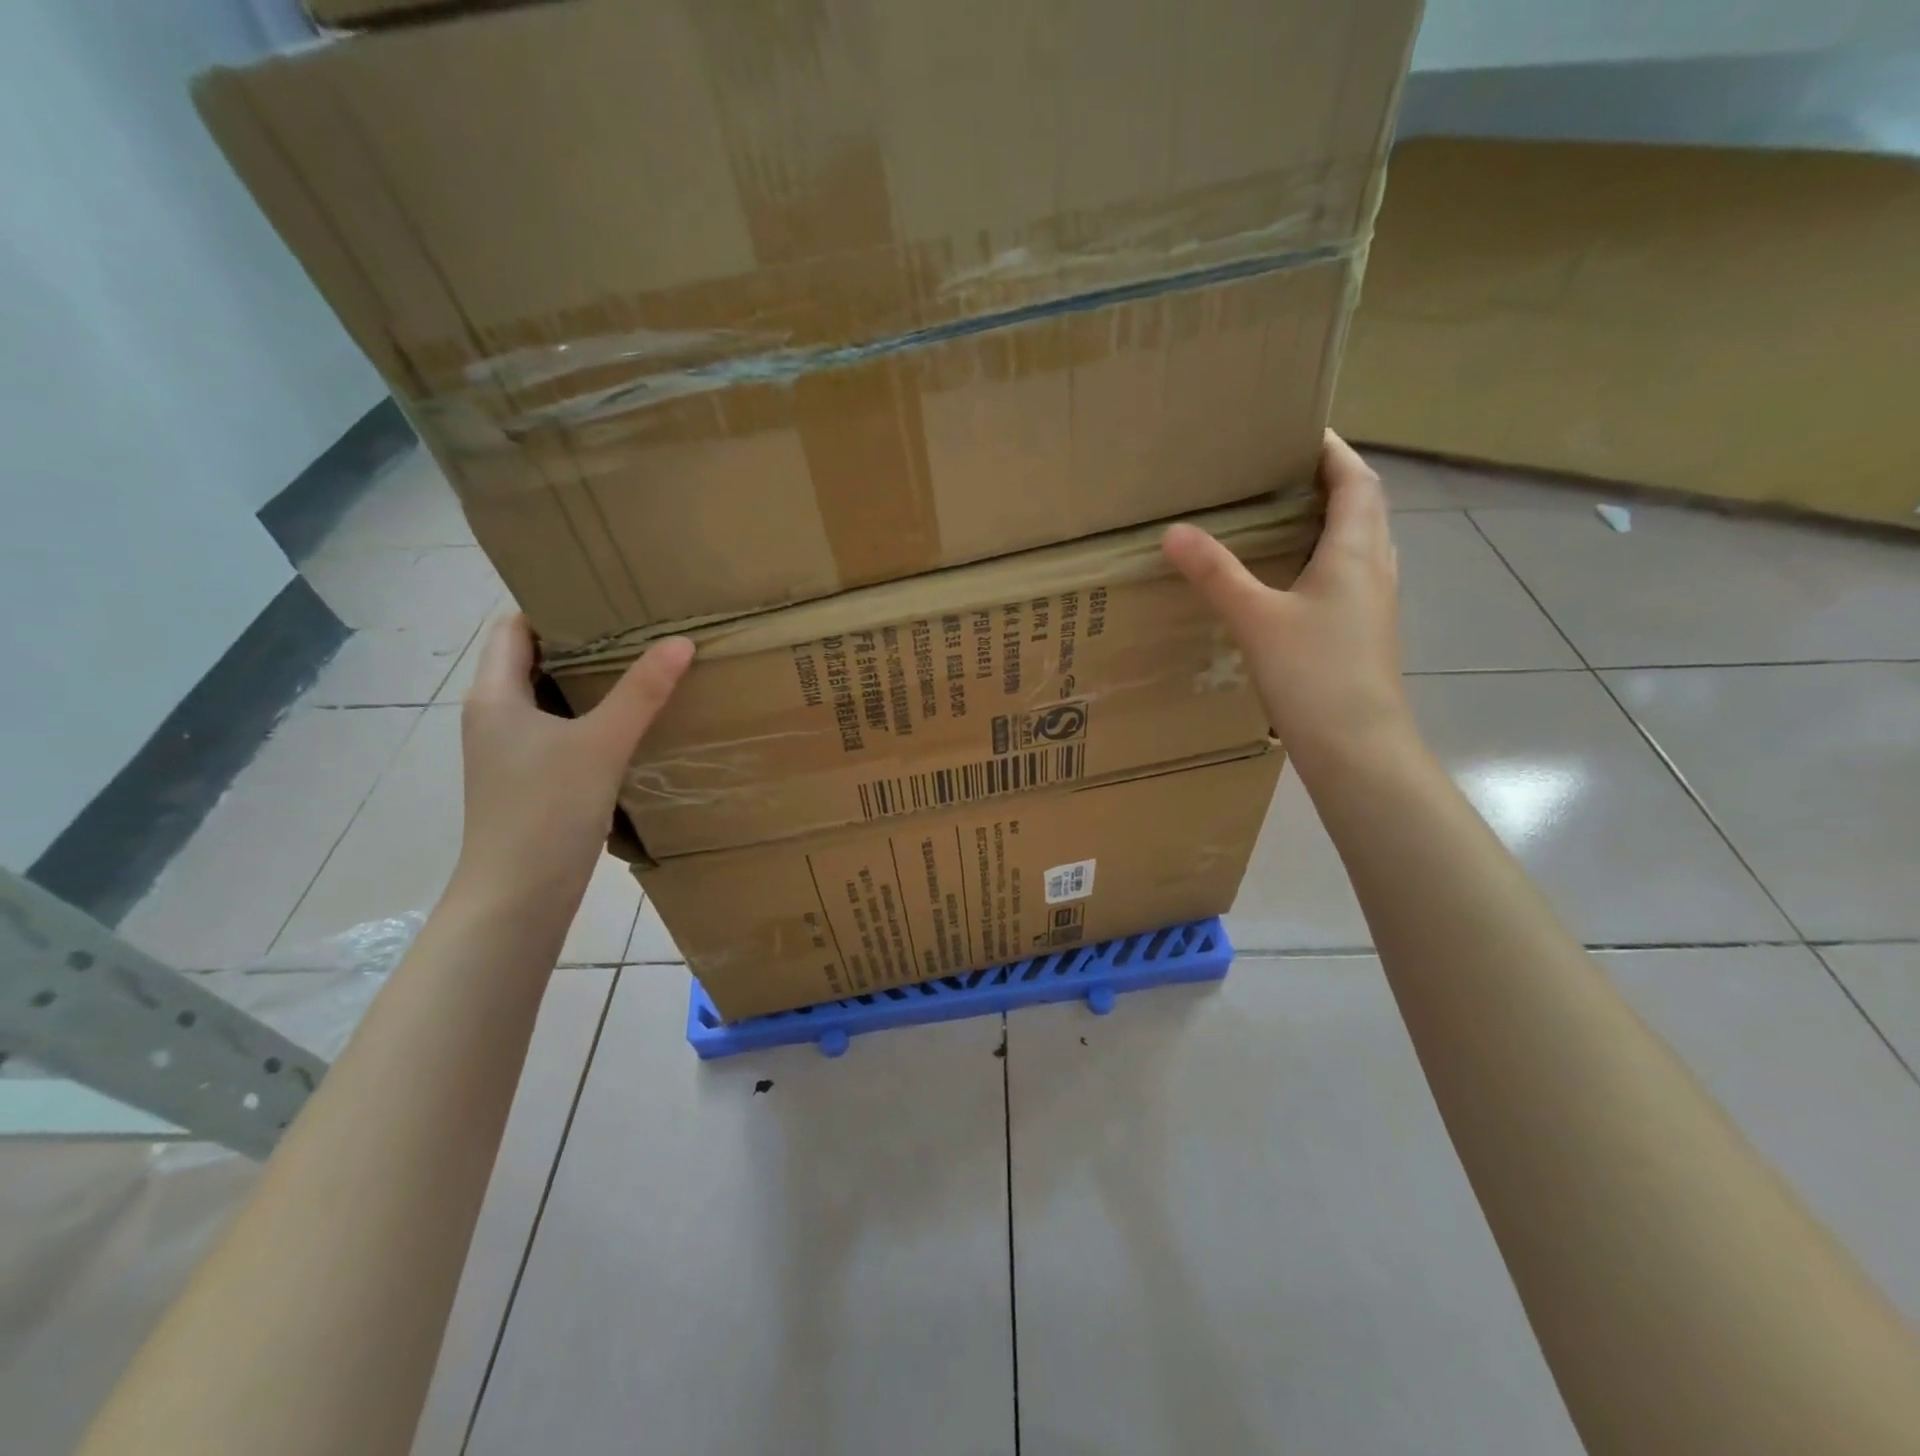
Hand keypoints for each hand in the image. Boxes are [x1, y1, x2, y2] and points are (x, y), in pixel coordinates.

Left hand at [455, 615, 693, 907]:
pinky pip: (561, 733)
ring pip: (550, 701)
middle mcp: (495, 717)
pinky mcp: (531, 782)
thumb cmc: (546, 811)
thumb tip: (681, 641)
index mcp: (495, 696)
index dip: (552, 607)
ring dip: (589, 684)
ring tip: (642, 668)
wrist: (518, 897)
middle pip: (533, 661)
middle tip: (637, 628)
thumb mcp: (601, 744)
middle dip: (581, 644)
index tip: (604, 598)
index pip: (513, 629)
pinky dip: (591, 720)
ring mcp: (511, 753)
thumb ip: (641, 693)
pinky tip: (631, 725)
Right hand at [1163, 431, 1412, 772]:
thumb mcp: (1256, 619)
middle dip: (1329, 479)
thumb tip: (1174, 531)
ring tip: (1283, 515)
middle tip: (1280, 470)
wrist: (1359, 748)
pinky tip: (1290, 579)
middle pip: (1363, 506)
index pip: (1355, 480)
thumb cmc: (1315, 675)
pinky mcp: (1363, 633)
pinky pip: (1349, 576)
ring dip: (1330, 519)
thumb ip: (1216, 574)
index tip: (1299, 428)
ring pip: (1359, 543)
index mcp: (1357, 551)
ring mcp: (1373, 604)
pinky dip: (1324, 559)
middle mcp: (1375, 568)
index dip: (1333, 449)